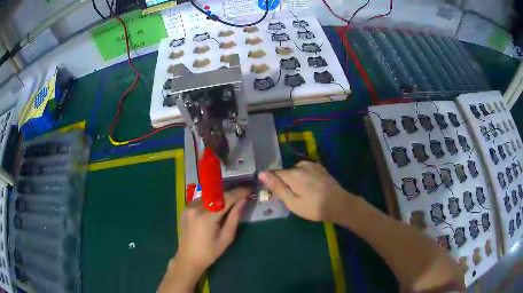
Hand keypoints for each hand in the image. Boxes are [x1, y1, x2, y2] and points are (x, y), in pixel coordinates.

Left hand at [158, 188, 249, 292]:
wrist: (189, 258)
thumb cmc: (210, 252)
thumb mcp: (227, 237)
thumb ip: (235, 217)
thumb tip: (243, 200)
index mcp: (207, 217)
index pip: (226, 199)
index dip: (239, 192)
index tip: (249, 189)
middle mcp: (196, 208)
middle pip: (217, 194)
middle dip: (231, 193)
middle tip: (242, 194)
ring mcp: (188, 207)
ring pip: (209, 195)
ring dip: (221, 196)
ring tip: (231, 200)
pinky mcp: (185, 209)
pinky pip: (201, 199)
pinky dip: (211, 200)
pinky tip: (217, 206)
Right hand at [258, 161, 353, 222]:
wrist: (339, 204)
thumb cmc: (313, 207)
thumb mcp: (292, 201)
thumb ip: (277, 186)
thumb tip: (261, 173)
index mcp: (293, 174)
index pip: (274, 173)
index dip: (272, 183)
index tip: (275, 194)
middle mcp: (301, 165)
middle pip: (286, 172)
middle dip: (285, 182)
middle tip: (292, 198)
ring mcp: (313, 165)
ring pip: (296, 171)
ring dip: (295, 179)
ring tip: (302, 193)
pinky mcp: (320, 168)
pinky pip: (306, 169)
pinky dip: (304, 176)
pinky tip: (310, 187)